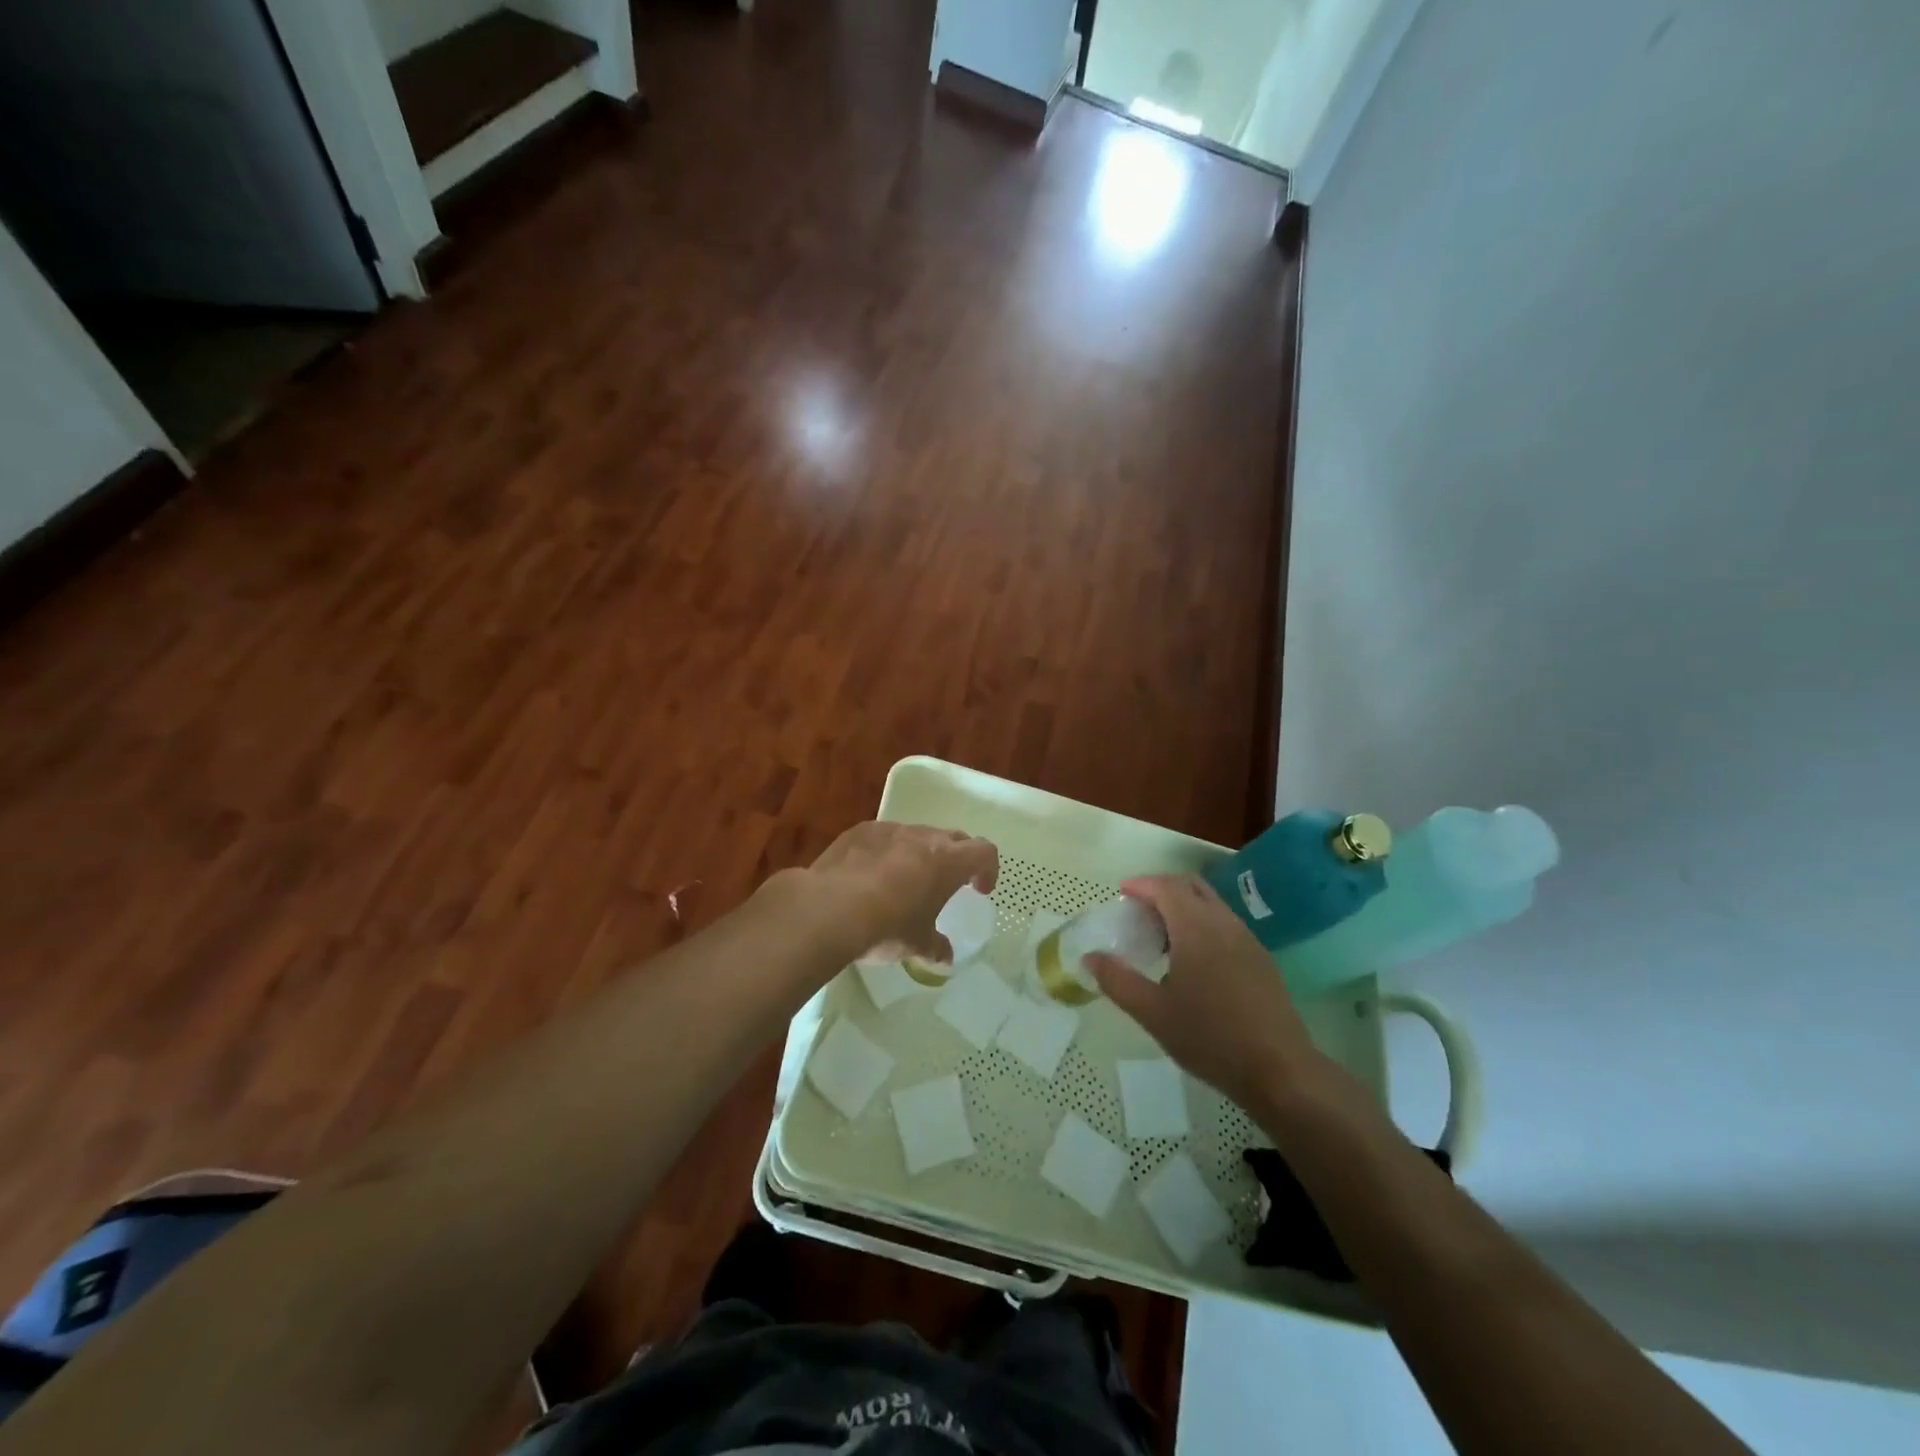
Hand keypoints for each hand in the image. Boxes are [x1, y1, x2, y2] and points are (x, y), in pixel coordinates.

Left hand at [797, 821, 998, 964]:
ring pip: (916, 834)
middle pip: (953, 838)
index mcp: (948, 862)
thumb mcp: (916, 944)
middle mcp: (923, 837)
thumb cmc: (886, 927)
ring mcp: (890, 830)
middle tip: (947, 883)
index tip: (978, 890)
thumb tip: (945, 956)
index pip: (984, 851)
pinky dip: (886, 852)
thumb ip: (935, 947)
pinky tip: (869, 876)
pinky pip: (883, 837)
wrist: (829, 908)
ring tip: (904, 881)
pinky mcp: (860, 831)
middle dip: (956, 858)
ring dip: (919, 853)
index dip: (987, 869)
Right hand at [1088, 874, 1328, 1113]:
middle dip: (1162, 889)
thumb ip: (1117, 980)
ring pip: (1212, 904)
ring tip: (1162, 936)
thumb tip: (1090, 957)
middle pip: (1191, 886)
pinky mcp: (1261, 959)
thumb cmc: (1210, 1038)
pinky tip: (1193, 960)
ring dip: (1184, 907)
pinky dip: (1203, 924)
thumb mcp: (1152, 1012)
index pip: (1166, 887)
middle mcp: (1224, 923)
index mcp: (1196, 928)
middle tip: (1139, 910)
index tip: (1121, 894)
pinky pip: (1226, 924)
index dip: (1142, 884)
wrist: (1279, 1070)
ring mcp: (1247, 940)